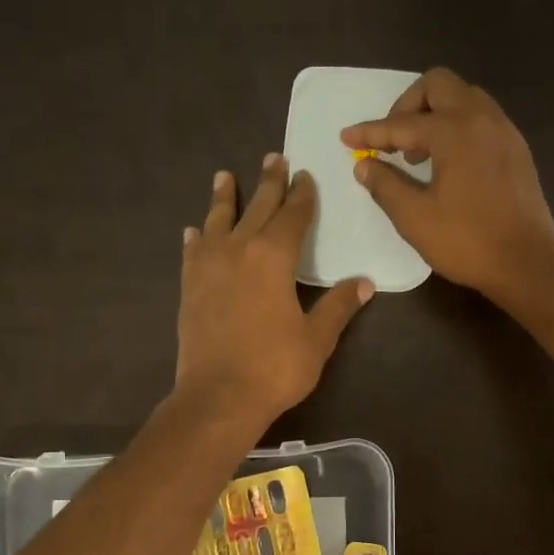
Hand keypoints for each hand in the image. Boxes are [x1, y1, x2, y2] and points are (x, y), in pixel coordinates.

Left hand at [176, 154, 372, 427]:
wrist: (218, 397)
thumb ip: (337, 306)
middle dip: (268, 182)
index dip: (301, 195)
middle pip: (256, 208)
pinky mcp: (189, 288)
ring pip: (218, 221)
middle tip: (273, 158)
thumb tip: (364, 283)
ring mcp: (208, 268)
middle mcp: (238, 251)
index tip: (305, 176)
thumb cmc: (274, 367)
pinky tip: (194, 231)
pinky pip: (193, 252)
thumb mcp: (316, 339)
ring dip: (224, 198)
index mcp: (273, 257)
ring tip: (225, 176)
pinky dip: (197, 238)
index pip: (292, 216)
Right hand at [343, 68, 553, 300]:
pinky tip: (447, 163)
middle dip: (407, 106)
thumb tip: (365, 165)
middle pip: (438, 86)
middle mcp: (482, 118)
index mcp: (454, 130)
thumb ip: (386, 185)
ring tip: (418, 154)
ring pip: (464, 98)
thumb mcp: (415, 217)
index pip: (402, 124)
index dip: (370, 132)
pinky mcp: (517, 150)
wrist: (527, 263)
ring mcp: (504, 131)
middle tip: (393, 141)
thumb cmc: (467, 242)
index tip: (346, 138)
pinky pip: (481, 118)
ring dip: (435, 114)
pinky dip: (457, 127)